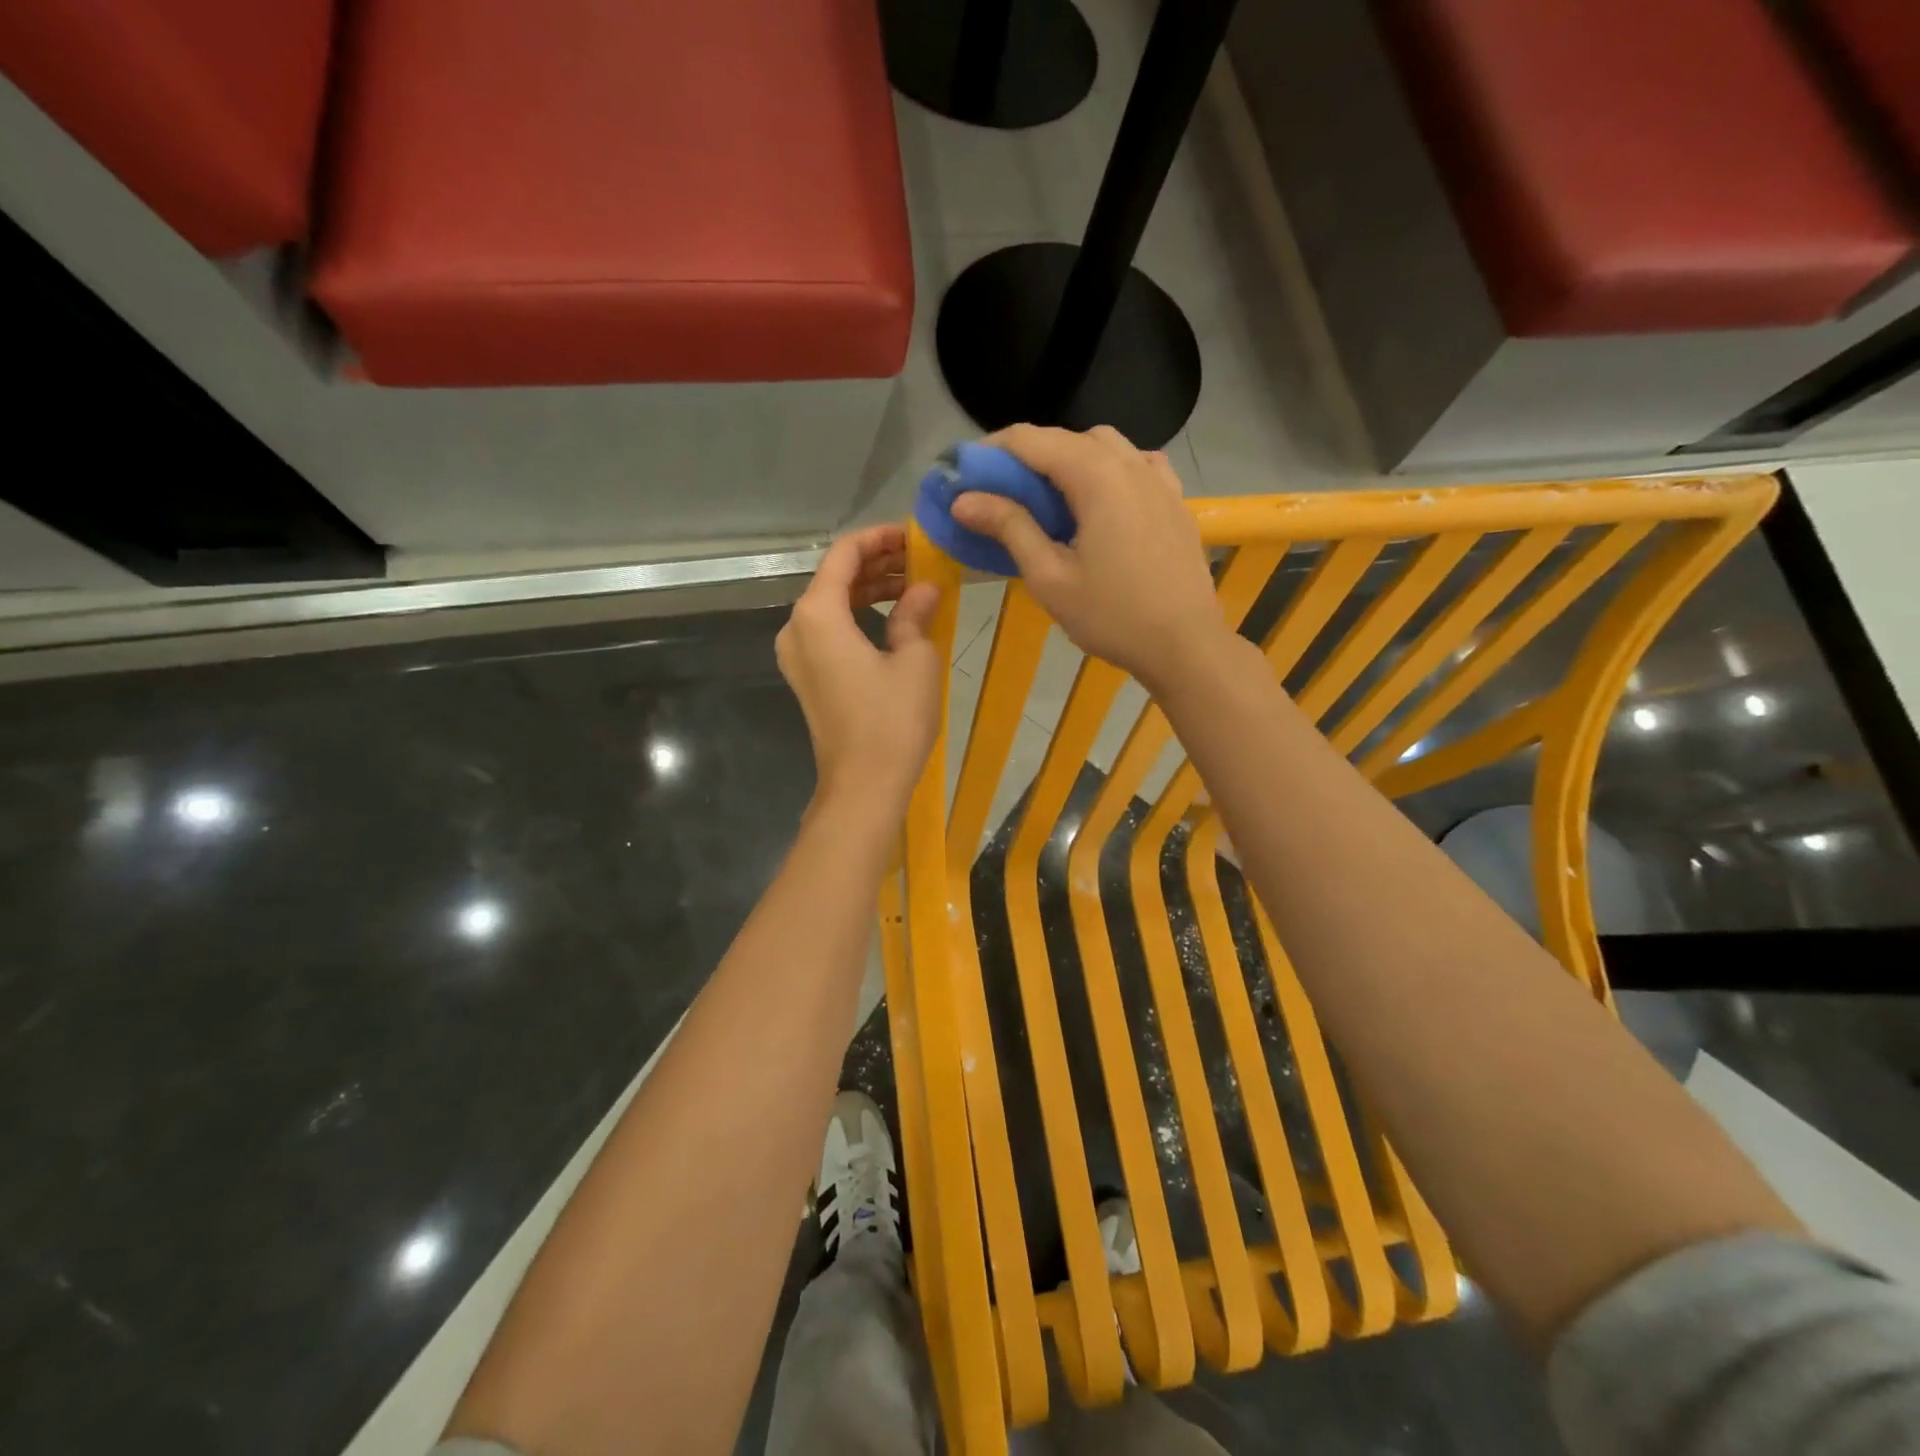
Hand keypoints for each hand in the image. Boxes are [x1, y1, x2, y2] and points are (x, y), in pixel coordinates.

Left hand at [776, 525, 943, 819]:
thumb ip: (914, 613)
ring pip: (832, 605)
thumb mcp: (915, 659)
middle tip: (920, 559)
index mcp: (817, 614)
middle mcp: (796, 628)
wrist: (864, 786)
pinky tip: (894, 616)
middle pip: (834, 578)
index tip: (913, 535)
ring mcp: (797, 655)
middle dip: (877, 564)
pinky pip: (830, 631)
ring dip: (869, 590)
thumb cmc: (892, 721)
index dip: (879, 538)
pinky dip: (859, 616)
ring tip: (914, 584)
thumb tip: (924, 589)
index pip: (843, 555)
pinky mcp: (807, 677)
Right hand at [949, 425, 1226, 692]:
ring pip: (1105, 445)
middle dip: (1027, 455)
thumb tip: (964, 500)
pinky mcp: (1175, 500)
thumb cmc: (1112, 616)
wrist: (1184, 645)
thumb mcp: (1050, 577)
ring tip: (1048, 496)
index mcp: (1097, 477)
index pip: (1032, 440)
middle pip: (1068, 438)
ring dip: (1068, 458)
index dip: (992, 451)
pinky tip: (1100, 499)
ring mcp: (1159, 480)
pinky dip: (1108, 469)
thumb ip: (1009, 528)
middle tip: (999, 491)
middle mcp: (1130, 464)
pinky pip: (1136, 464)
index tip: (965, 475)